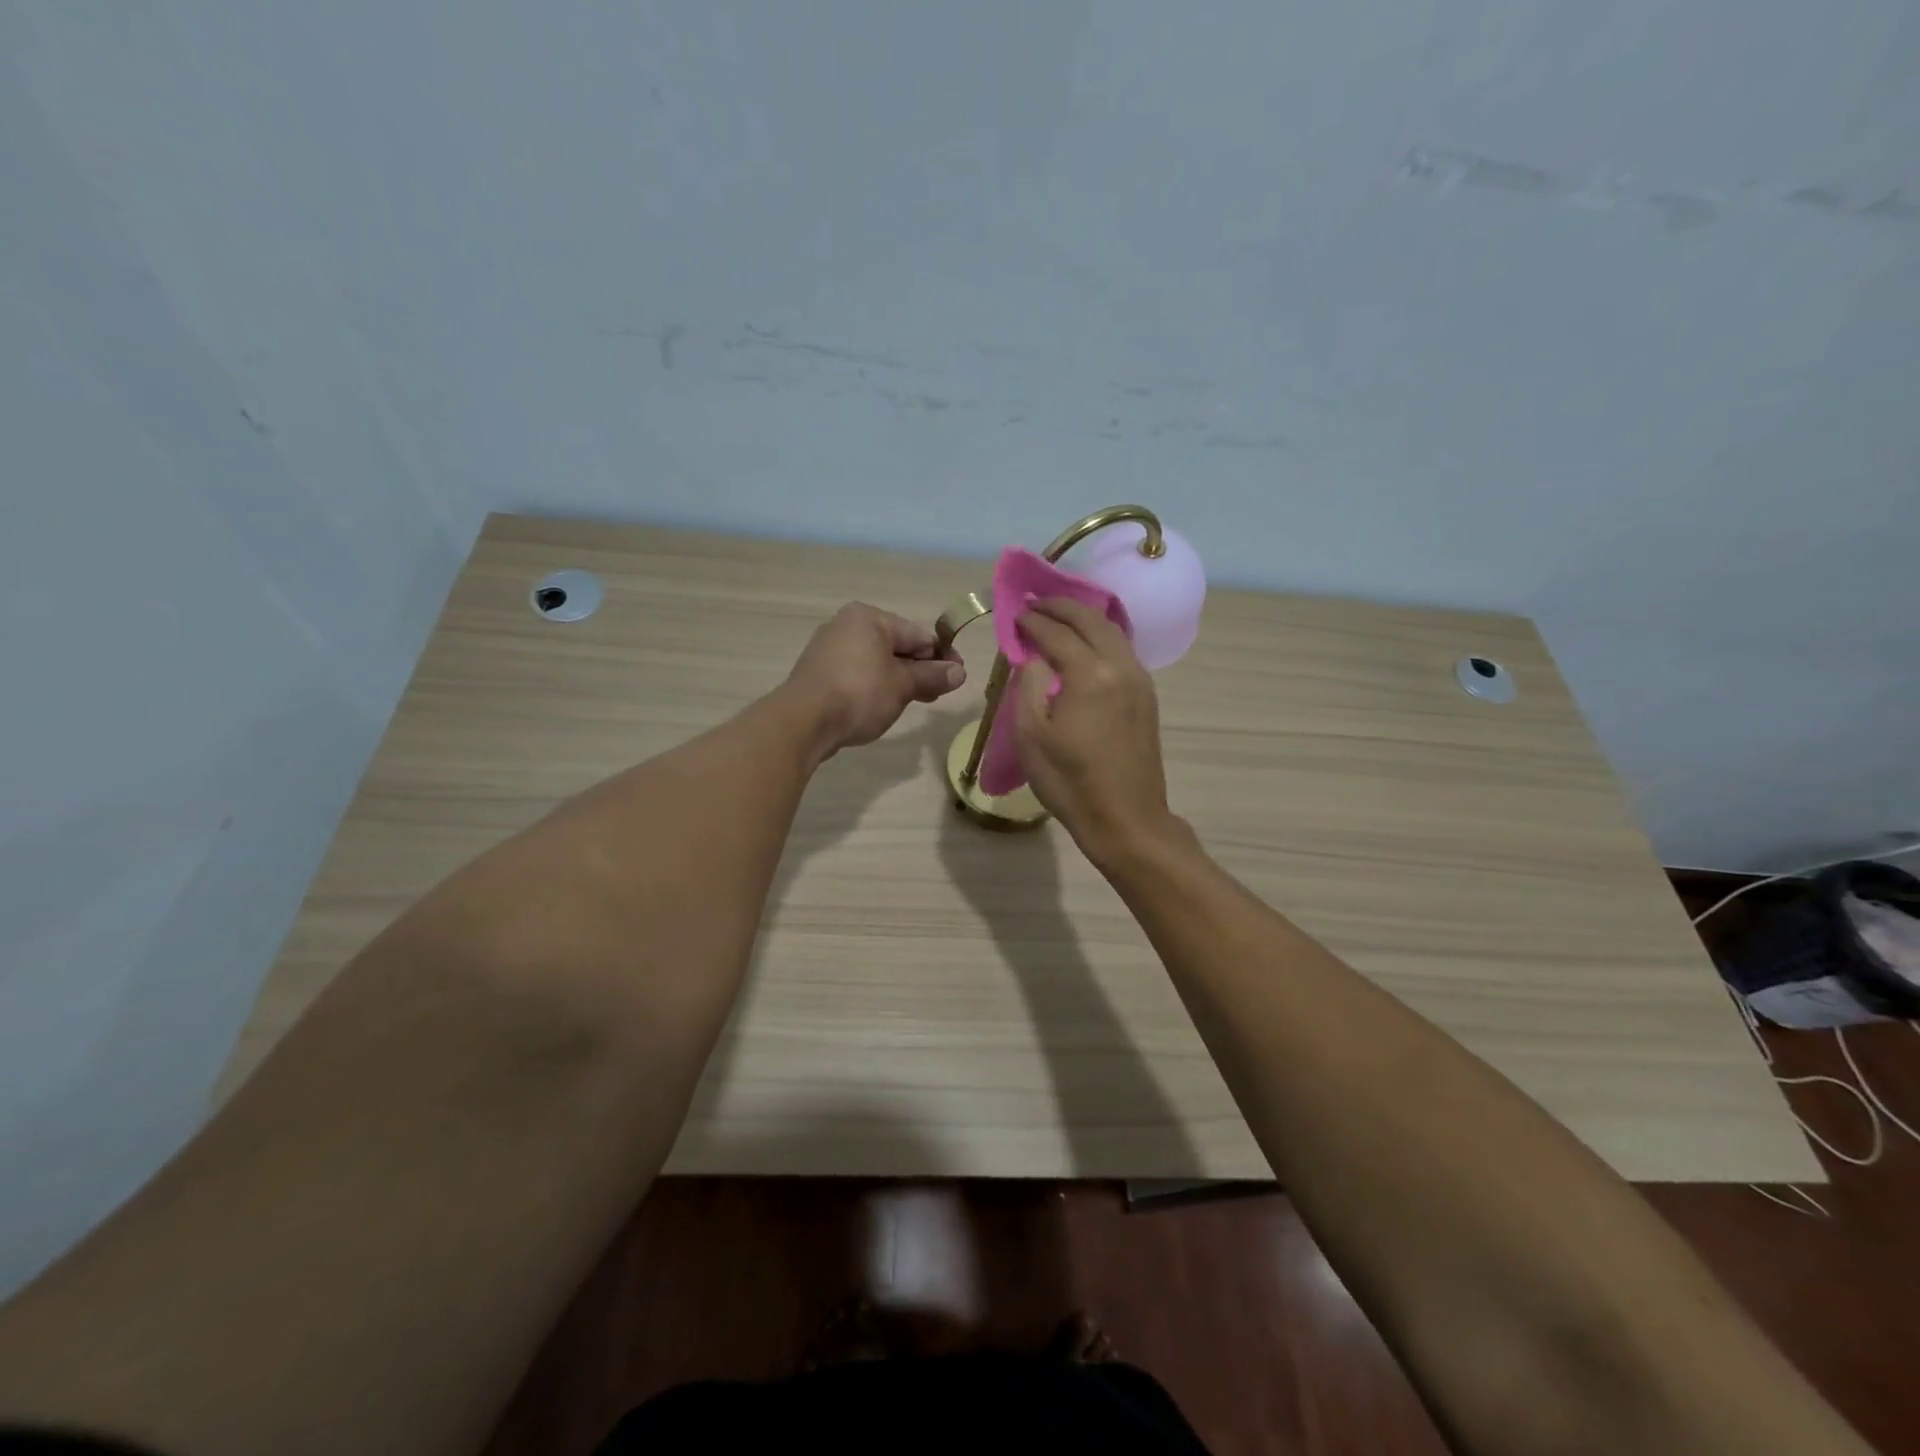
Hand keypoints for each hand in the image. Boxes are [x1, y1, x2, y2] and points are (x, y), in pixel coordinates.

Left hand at [786, 602, 965, 757]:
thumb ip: (932, 676)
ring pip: (877, 662)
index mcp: (869, 617)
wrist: (804, 721)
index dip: (941, 656)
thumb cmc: (860, 693)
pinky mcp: (819, 673)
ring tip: (915, 702)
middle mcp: (847, 625)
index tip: (957, 677)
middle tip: (939, 693)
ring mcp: (829, 649)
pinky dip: (875, 686)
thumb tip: (959, 672)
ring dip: (899, 680)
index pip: (917, 634)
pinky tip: (884, 705)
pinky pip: (858, 674)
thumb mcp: (903, 685)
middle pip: (896, 646)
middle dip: (920, 670)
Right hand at [1014, 599, 1178, 863]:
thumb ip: (1029, 685)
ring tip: (1058, 615)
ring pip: (1112, 631)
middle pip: (1090, 620)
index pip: (1057, 633)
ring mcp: (1140, 679)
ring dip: (1083, 617)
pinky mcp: (1147, 695)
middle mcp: (1120, 666)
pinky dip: (1100, 635)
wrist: (1126, 819)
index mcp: (1090, 674)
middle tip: (1035, 602)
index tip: (1015, 613)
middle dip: (1060, 606)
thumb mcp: (1031, 736)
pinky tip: (1085, 642)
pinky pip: (1122, 649)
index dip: (1033, 620)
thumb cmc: (1070, 782)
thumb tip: (1035, 657)